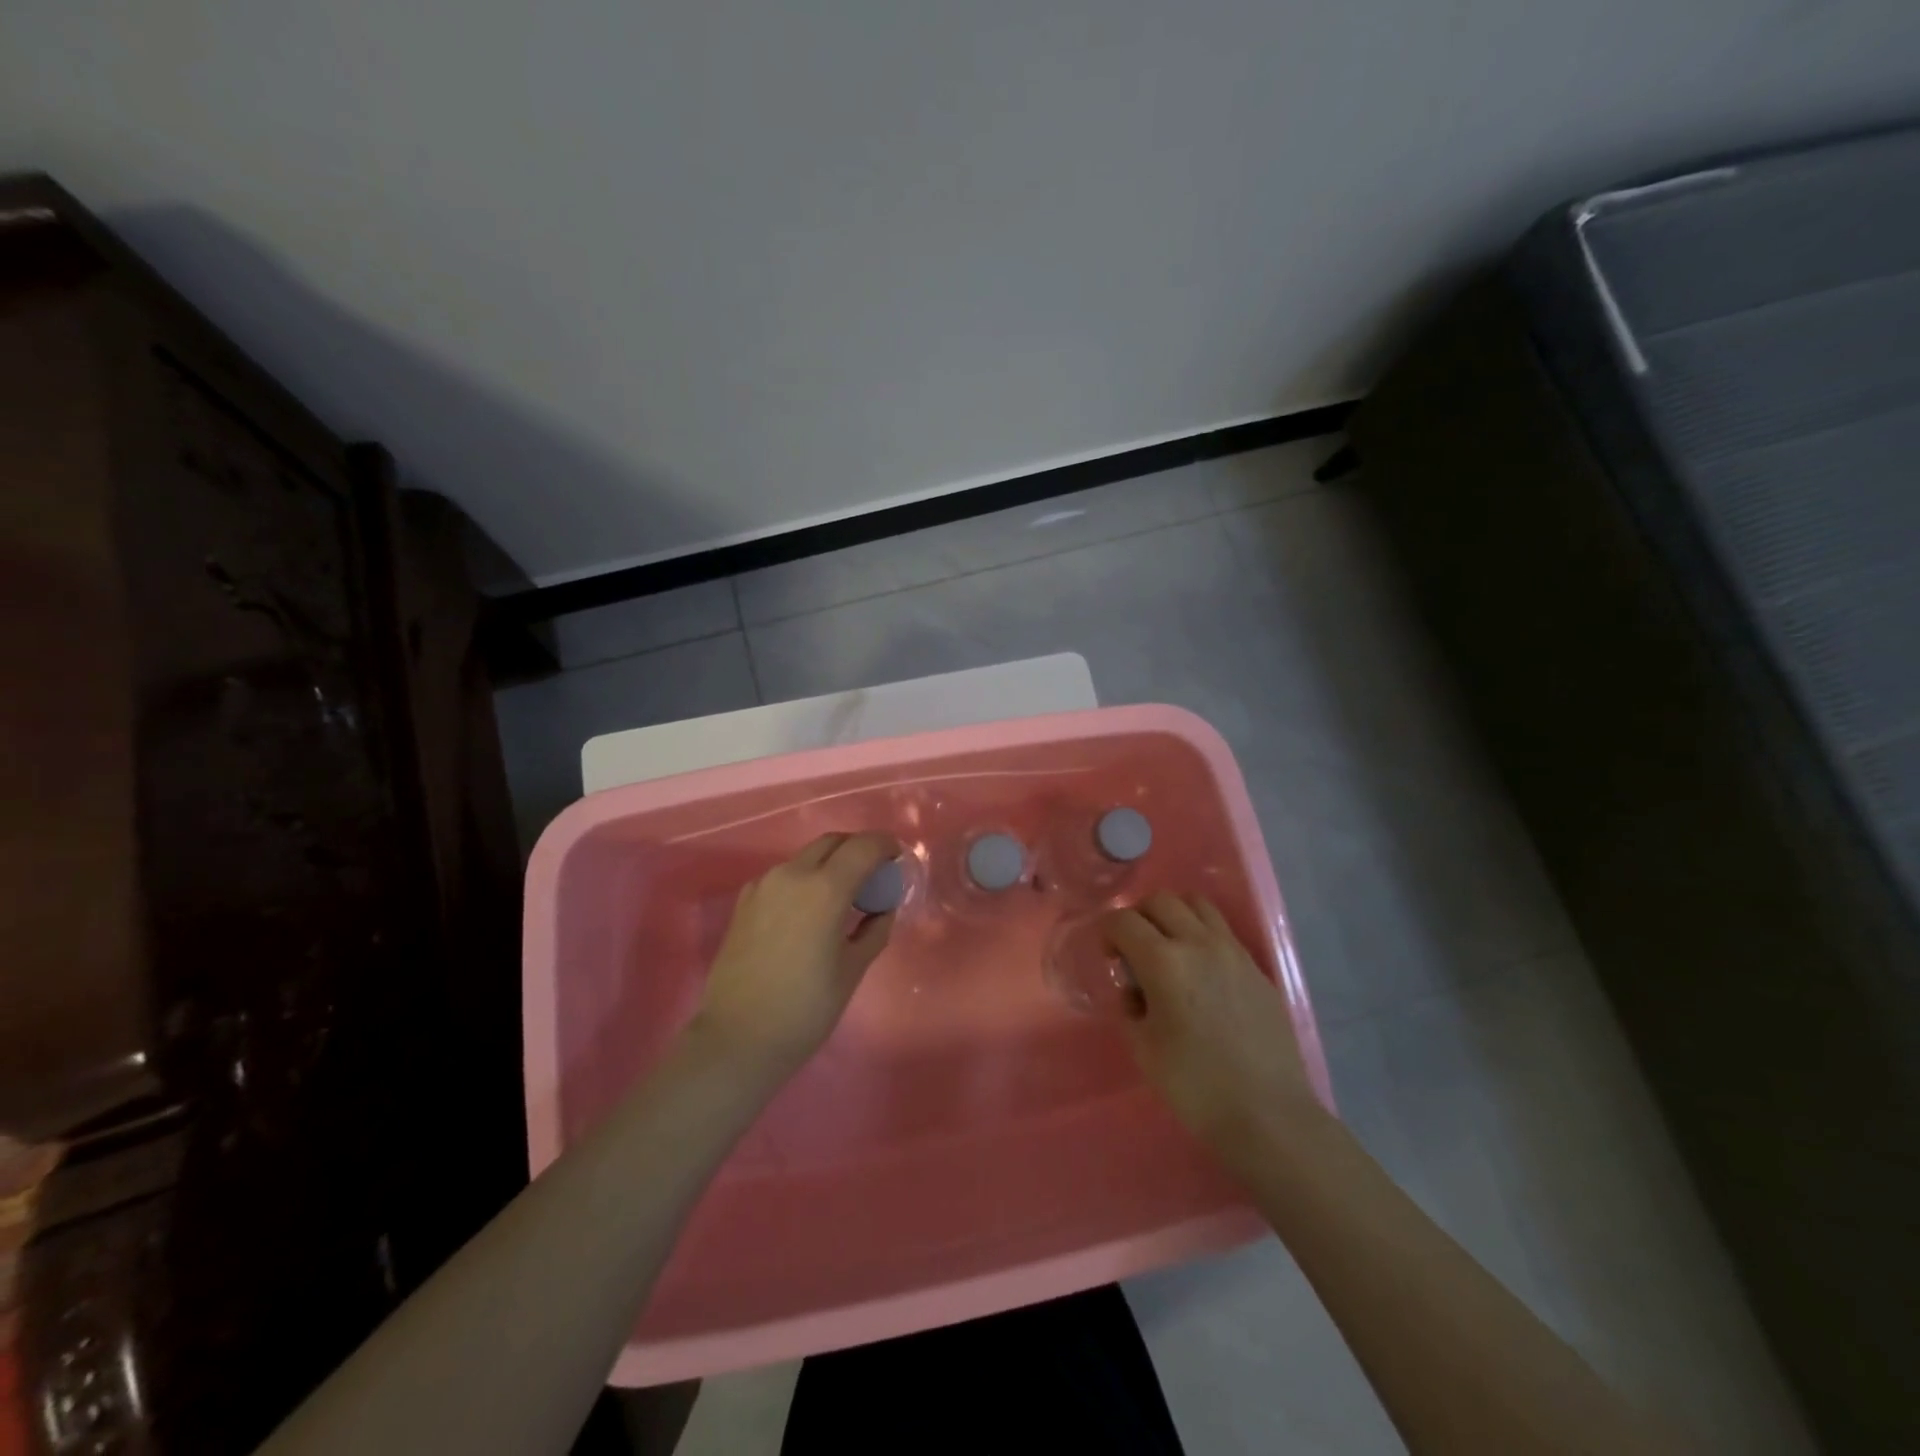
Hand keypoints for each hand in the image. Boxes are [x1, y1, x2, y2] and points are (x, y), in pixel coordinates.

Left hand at [692, 832, 898, 1078]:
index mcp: (825, 889)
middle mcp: (792, 875)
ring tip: (844, 894)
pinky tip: (810, 910)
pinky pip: (784, 876)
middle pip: (832, 842)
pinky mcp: (745, 901)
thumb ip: (874, 929)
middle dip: (857, 849)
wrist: (737, 1039)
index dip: (885, 846)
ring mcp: (764, 885)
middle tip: (874, 874)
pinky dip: (805, 879)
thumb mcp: (852, 970)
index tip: (897, 857)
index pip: (863, 847)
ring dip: (830, 863)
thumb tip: (883, 908)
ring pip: (806, 857)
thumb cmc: (805, 1009)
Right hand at [1103, 893, 1318, 1160]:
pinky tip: (1201, 971)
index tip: (1108, 956)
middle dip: (1139, 916)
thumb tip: (1133, 989)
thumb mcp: (1143, 1047)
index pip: (1123, 920)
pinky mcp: (1256, 967)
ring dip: (1175, 915)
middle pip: (1161, 900)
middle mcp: (1198, 943)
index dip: (1107, 932)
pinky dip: (1203, 934)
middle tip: (1135, 948)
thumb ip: (1129, 1006)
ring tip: (1169, 947)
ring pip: (1197, 904)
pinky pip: (1223, 930)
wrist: (1267, 1113)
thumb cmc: (1194, 1085)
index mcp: (1163, 961)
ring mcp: (1233, 951)